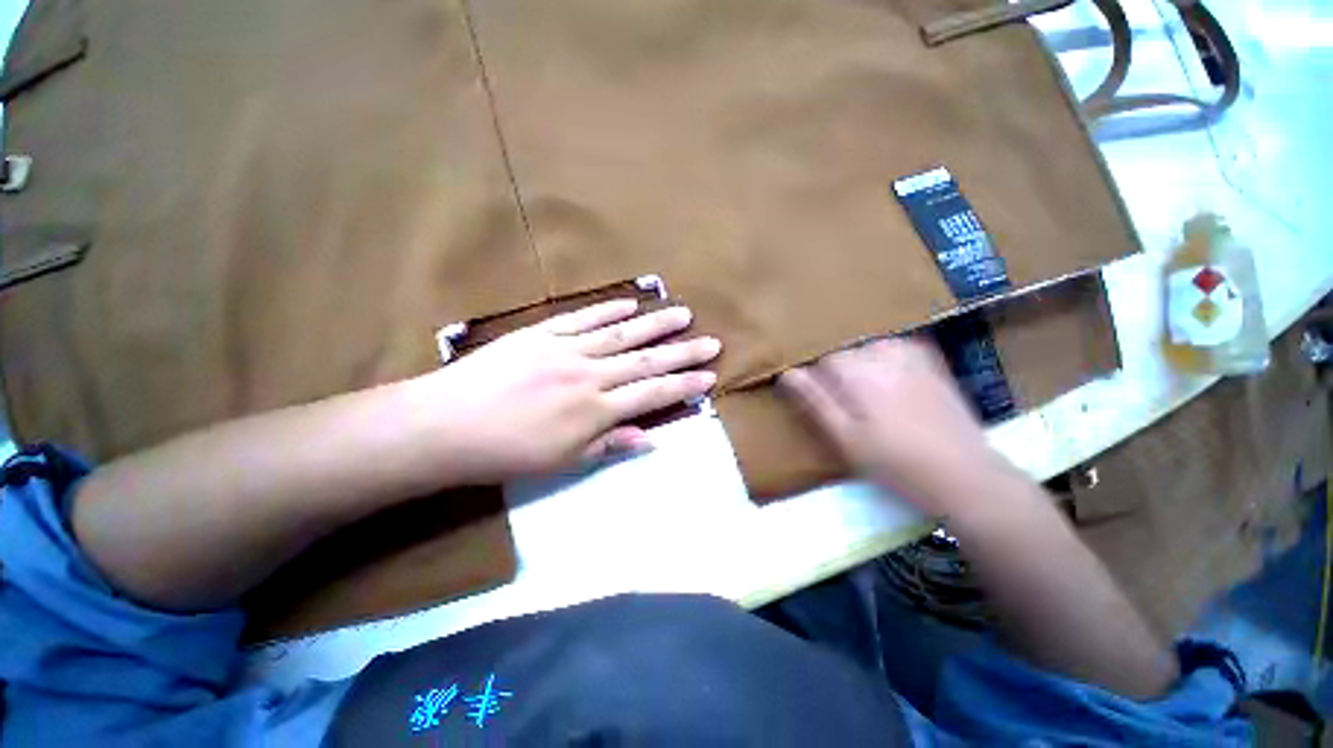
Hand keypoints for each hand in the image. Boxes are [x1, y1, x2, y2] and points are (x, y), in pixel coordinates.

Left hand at [413, 299, 720, 482]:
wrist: (445, 425)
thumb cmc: (506, 453)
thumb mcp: (562, 461)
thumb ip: (609, 445)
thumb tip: (650, 438)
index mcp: (595, 410)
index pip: (652, 394)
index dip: (683, 385)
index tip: (709, 375)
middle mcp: (589, 375)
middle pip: (645, 361)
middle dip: (682, 352)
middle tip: (711, 341)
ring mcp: (566, 349)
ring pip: (621, 334)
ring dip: (655, 324)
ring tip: (682, 313)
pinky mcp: (542, 333)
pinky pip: (583, 318)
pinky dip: (609, 309)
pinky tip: (631, 303)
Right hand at [779, 337, 1002, 516]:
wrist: (964, 475)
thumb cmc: (894, 461)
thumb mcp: (844, 438)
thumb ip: (815, 400)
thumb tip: (787, 373)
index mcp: (857, 371)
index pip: (821, 361)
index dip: (816, 382)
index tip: (823, 405)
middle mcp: (883, 353)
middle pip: (845, 353)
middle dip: (838, 374)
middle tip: (847, 408)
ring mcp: (911, 355)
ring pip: (869, 349)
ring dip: (861, 366)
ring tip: (868, 399)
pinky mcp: (931, 364)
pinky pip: (897, 348)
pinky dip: (885, 359)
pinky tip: (890, 382)